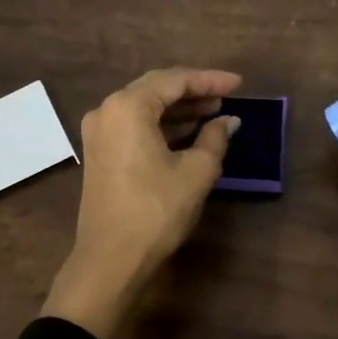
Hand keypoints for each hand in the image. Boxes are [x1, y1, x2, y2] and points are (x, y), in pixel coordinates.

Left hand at [42, 67, 242, 338]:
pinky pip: (134, 126)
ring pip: (144, 108)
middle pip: (155, 89)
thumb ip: (214, 138)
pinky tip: (188, 133)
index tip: (239, 84)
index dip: (210, 80)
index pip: (174, 81)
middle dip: (193, 91)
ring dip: (177, 110)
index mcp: (128, 107)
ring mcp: (99, 132)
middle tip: (226, 96)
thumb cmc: (156, 210)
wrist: (111, 259)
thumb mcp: (196, 172)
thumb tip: (228, 121)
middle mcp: (107, 111)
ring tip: (212, 113)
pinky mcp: (99, 153)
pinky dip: (161, 126)